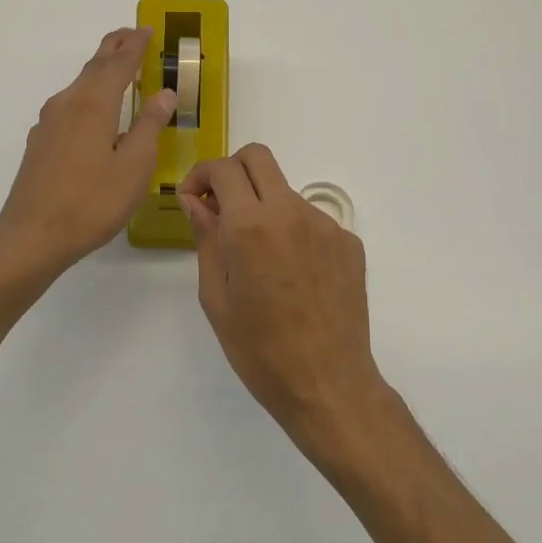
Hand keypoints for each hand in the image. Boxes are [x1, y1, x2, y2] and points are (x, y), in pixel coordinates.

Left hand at [0, 28, 176, 280]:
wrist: (32, 236)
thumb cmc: (91, 203)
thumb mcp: (134, 167)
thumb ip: (148, 126)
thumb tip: (163, 94)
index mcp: (93, 105)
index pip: (118, 65)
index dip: (135, 47)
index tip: (147, 30)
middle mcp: (67, 105)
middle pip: (94, 67)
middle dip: (114, 48)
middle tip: (132, 34)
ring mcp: (49, 123)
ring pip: (79, 85)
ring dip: (100, 70)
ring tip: (117, 65)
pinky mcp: (40, 142)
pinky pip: (69, 104)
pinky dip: (87, 93)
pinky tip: (92, 110)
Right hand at [179, 144, 385, 447]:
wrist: (328, 384)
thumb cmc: (260, 349)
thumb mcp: (216, 297)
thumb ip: (206, 238)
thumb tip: (196, 201)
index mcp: (251, 225)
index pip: (223, 168)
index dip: (200, 175)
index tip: (193, 200)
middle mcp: (290, 212)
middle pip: (258, 158)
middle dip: (232, 172)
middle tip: (221, 207)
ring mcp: (325, 225)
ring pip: (285, 191)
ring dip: (263, 205)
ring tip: (258, 257)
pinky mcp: (348, 242)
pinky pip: (311, 220)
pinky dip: (292, 231)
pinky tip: (291, 274)